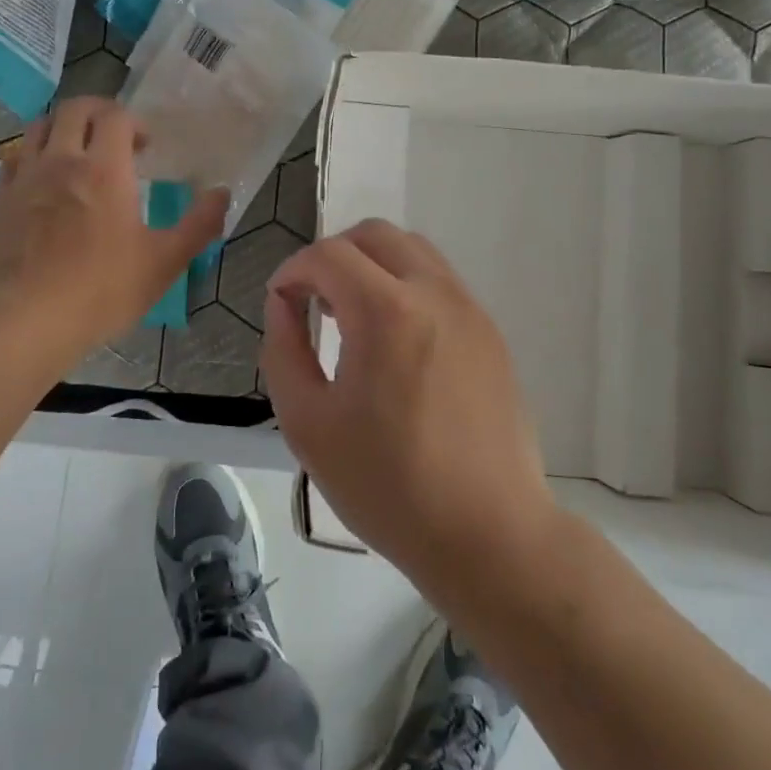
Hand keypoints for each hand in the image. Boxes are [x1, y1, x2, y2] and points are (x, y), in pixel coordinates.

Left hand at [0, 98, 227, 355]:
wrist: (28, 321)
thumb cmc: (103, 289)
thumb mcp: (165, 261)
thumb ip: (199, 224)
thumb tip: (222, 193)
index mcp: (105, 169)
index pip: (115, 116)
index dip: (134, 122)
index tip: (145, 147)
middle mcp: (62, 161)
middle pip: (75, 109)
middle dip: (99, 113)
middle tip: (115, 138)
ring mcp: (26, 178)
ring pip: (40, 127)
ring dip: (64, 128)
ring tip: (79, 152)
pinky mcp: (1, 200)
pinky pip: (15, 158)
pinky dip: (34, 155)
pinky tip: (45, 180)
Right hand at [261, 219, 555, 589]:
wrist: (490, 535)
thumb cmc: (389, 486)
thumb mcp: (308, 425)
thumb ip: (283, 350)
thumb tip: (283, 304)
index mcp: (386, 312)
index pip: (328, 255)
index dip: (293, 270)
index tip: (281, 304)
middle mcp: (434, 293)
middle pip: (375, 235)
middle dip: (333, 255)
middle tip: (313, 301)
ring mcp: (470, 310)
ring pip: (413, 250)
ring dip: (372, 265)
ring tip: (352, 315)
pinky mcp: (490, 333)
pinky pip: (439, 282)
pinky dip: (405, 286)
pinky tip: (394, 341)